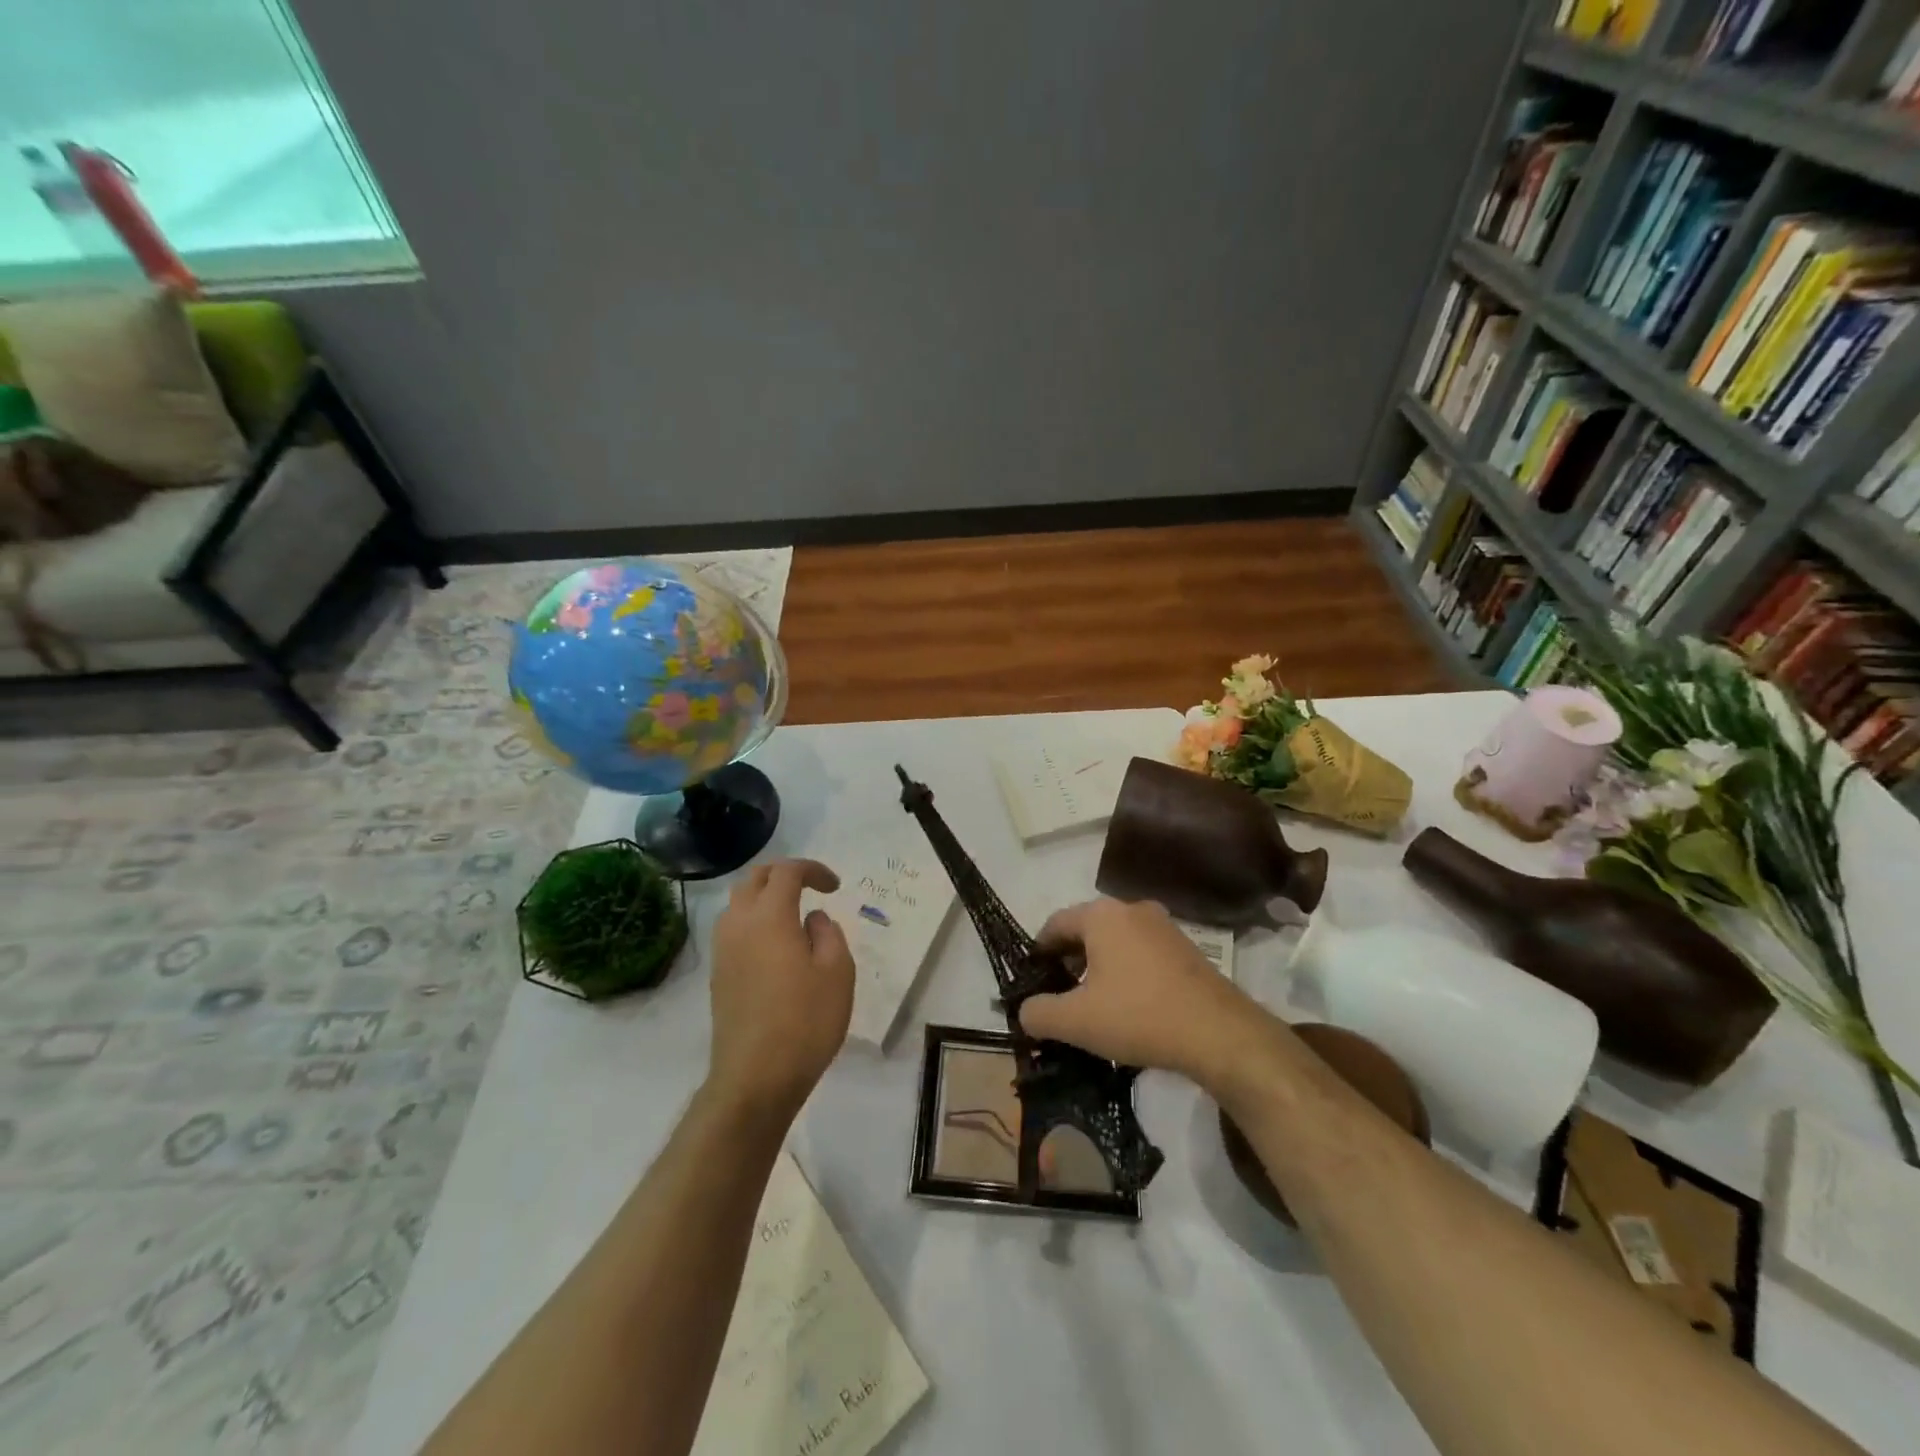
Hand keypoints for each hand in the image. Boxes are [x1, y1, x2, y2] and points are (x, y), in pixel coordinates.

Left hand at [708, 858, 854, 1117]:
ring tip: (792, 915)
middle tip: (810, 888)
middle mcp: (739, 924)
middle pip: (754, 879)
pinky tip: (775, 946)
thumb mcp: (837, 972)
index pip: (786, 871)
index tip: (834, 886)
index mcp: (770, 916)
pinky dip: (753, 921)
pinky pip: (732, 929)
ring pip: (738, 903)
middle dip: (783, 875)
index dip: (812, 870)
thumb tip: (812, 919)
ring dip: (764, 897)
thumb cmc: (805, 1021)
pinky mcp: (717, 974)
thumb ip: (828, 934)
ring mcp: (722, 950)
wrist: (755, 1078)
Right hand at [1019, 898, 1266, 1084]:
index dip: (1038, 952)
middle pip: (1086, 930)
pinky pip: (1142, 953)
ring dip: (1098, 967)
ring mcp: (1164, 927)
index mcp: (1101, 915)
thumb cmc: (1138, 1015)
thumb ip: (1039, 1013)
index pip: (1055, 924)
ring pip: (1116, 942)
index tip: (1032, 981)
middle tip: (1059, 996)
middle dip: (1068, 961)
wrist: (1219, 1033)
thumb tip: (1025, 1011)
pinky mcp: (1186, 948)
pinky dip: (1127, 972)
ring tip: (1092, 1005)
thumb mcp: (1076, 1021)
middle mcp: (1132, 909)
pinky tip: (1128, 1006)